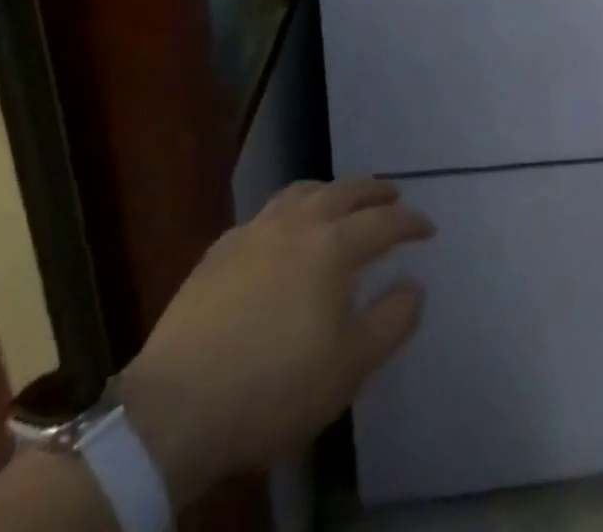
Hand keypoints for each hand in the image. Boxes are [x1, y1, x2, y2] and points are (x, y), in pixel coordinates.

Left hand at [117, 177, 431, 504]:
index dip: (411, 224)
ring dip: (330, 190)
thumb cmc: (274, 388)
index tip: (428, 229)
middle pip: (345, 191)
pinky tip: (283, 232)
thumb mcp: (350, 366)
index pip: (384, 222)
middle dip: (374, 191)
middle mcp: (298, 224)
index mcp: (334, 246)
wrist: (174, 411)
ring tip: (341, 200)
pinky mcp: (218, 251)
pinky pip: (265, 214)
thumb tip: (414, 285)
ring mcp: (254, 232)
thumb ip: (392, 320)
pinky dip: (289, 211)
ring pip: (301, 192)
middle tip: (392, 196)